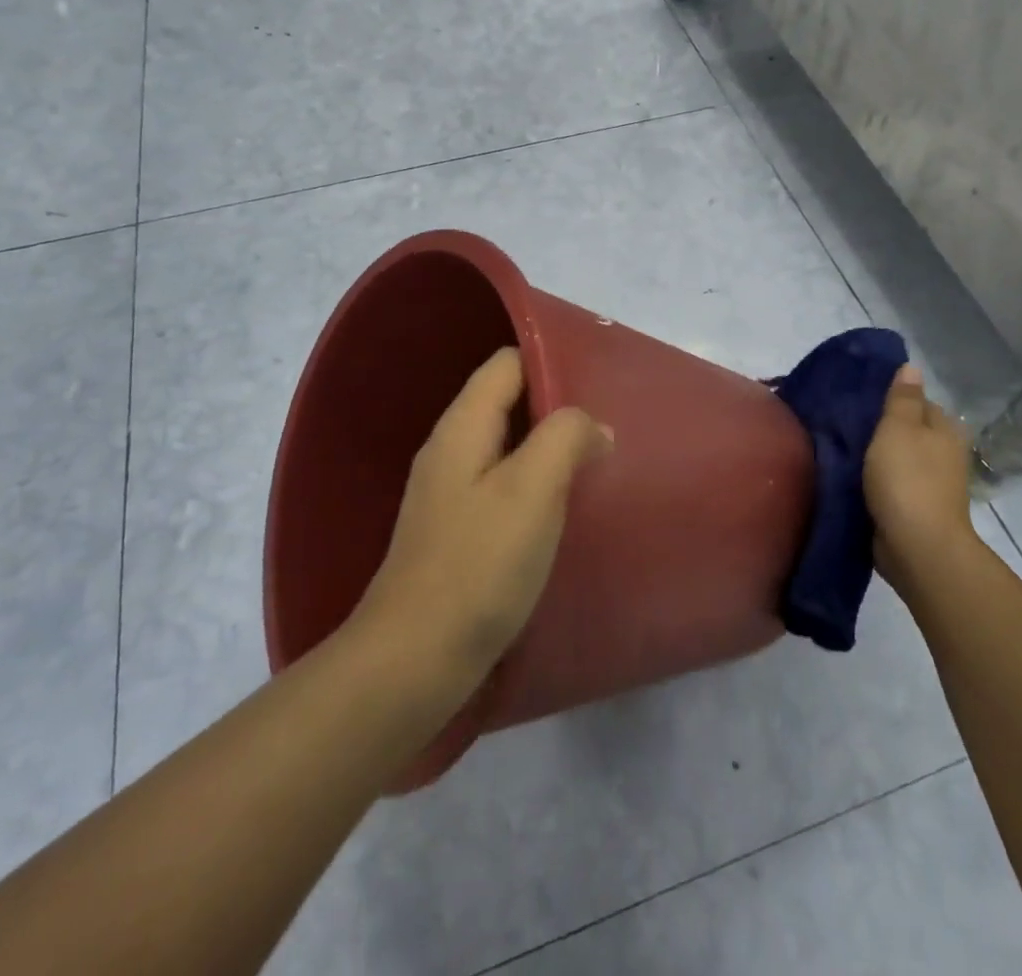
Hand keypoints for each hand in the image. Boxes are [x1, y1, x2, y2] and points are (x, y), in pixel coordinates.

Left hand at [352, 348, 613, 691]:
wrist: (414, 661)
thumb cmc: (478, 565)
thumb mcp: (532, 489)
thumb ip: (565, 438)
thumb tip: (593, 425)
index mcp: (462, 426)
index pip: (507, 364)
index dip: (551, 359)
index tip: (600, 379)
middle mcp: (451, 449)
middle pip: (507, 401)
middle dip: (557, 405)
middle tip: (607, 422)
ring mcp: (450, 492)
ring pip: (508, 446)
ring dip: (549, 447)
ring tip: (596, 460)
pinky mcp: (458, 531)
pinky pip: (503, 485)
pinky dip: (536, 483)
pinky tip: (564, 507)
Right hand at [863, 364, 975, 585]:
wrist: (917, 547)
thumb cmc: (907, 479)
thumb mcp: (899, 428)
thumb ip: (903, 398)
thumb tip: (912, 367)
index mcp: (945, 429)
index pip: (918, 401)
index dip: (891, 397)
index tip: (859, 397)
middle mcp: (943, 454)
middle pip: (908, 430)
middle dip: (881, 427)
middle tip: (843, 421)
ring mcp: (931, 484)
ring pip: (898, 458)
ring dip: (876, 455)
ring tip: (841, 446)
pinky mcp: (914, 508)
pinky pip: (890, 484)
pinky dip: (875, 480)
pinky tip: (851, 476)